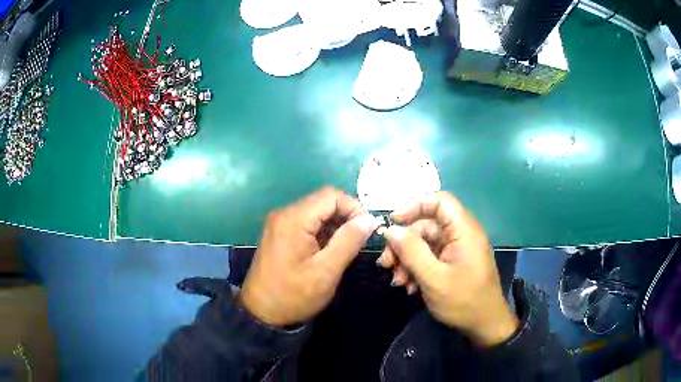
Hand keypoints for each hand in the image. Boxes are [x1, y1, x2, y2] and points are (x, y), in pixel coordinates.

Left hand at [238, 187, 379, 326]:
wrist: (261, 313)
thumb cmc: (294, 294)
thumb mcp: (326, 271)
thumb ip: (349, 241)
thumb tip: (369, 219)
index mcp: (294, 219)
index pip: (331, 195)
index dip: (354, 207)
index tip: (367, 229)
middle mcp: (284, 214)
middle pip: (323, 202)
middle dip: (346, 217)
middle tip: (360, 240)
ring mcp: (280, 223)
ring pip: (316, 212)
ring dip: (335, 225)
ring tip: (346, 248)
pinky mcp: (279, 234)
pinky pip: (306, 223)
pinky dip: (322, 232)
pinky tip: (329, 250)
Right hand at [377, 192, 518, 346]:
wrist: (484, 324)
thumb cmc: (463, 300)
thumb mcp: (433, 278)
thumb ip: (411, 251)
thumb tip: (390, 230)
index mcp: (464, 230)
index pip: (439, 201)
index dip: (414, 206)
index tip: (392, 223)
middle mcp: (461, 234)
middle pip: (426, 225)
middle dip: (403, 243)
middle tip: (386, 264)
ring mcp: (457, 249)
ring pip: (425, 243)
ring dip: (407, 260)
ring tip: (398, 281)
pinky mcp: (453, 262)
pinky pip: (430, 256)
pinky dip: (417, 268)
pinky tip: (409, 286)